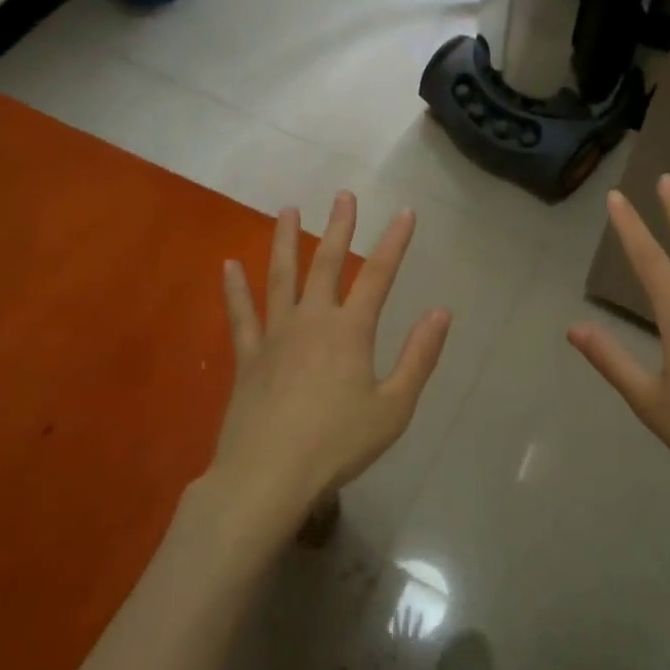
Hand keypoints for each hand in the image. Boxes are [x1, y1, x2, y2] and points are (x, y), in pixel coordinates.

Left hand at [207, 191, 450, 539]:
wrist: (267, 475)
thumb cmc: (337, 444)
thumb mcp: (394, 408)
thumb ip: (419, 358)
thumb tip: (440, 313)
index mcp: (350, 331)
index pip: (378, 276)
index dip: (394, 242)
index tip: (404, 212)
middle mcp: (312, 321)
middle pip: (326, 264)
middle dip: (338, 227)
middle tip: (342, 195)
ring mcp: (275, 336)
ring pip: (280, 278)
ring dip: (285, 241)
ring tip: (287, 210)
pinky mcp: (247, 357)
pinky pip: (240, 315)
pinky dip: (234, 289)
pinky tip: (228, 265)